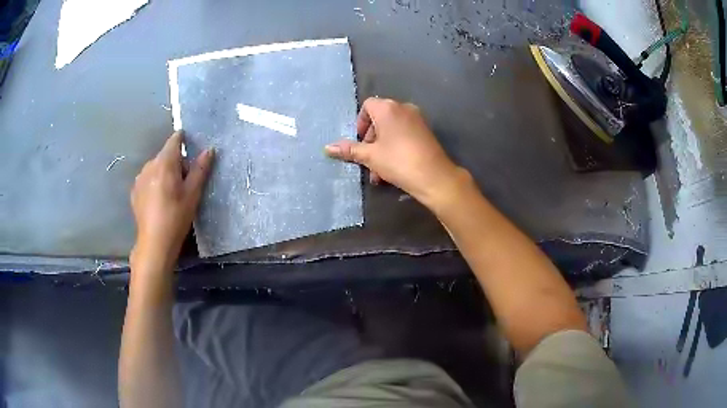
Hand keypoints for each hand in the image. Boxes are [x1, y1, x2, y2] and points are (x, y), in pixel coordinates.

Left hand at [130, 131, 213, 276]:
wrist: (154, 243)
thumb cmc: (176, 217)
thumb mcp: (193, 194)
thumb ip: (201, 169)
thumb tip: (209, 150)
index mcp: (164, 163)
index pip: (174, 140)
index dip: (183, 139)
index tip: (191, 147)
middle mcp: (149, 165)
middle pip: (166, 155)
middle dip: (176, 163)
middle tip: (185, 183)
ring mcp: (139, 178)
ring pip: (156, 167)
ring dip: (164, 173)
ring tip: (171, 194)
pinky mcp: (134, 191)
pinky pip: (147, 179)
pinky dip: (155, 183)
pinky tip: (159, 201)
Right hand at [325, 97, 466, 208]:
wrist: (434, 176)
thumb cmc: (398, 161)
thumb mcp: (370, 156)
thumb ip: (349, 149)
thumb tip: (327, 148)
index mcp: (388, 108)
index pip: (368, 106)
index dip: (360, 123)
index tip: (360, 141)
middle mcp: (403, 108)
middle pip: (380, 118)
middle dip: (371, 139)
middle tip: (368, 159)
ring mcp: (417, 119)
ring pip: (392, 129)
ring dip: (382, 148)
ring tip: (378, 172)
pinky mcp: (426, 132)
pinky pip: (404, 134)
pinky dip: (395, 146)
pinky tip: (393, 169)